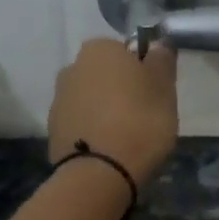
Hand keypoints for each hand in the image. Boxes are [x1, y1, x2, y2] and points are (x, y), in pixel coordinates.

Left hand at [48, 38, 178, 183]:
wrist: (100, 174)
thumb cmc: (140, 122)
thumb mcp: (165, 88)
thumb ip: (162, 60)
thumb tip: (156, 45)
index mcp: (100, 49)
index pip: (127, 52)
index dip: (144, 72)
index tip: (155, 96)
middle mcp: (72, 67)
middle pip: (106, 76)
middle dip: (121, 92)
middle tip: (144, 119)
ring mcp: (58, 100)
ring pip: (91, 101)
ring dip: (106, 113)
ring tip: (126, 140)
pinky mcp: (53, 131)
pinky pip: (81, 125)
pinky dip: (93, 133)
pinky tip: (109, 152)